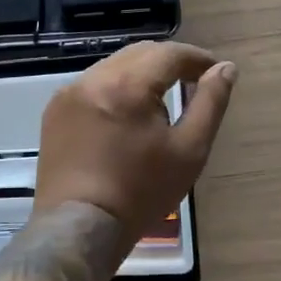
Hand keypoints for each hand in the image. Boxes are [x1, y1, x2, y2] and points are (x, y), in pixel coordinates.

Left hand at [34, 42, 236, 245]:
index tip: (213, 71)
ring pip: (115, 66)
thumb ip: (210, 103)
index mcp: (127, 85)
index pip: (168, 53)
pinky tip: (127, 113)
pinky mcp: (55, 109)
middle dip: (169, 62)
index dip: (196, 58)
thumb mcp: (189, 150)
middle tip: (193, 81)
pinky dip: (116, 88)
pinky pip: (93, 84)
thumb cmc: (141, 192)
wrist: (79, 227)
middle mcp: (94, 78)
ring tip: (162, 99)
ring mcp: (69, 92)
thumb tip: (225, 69)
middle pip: (140, 53)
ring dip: (142, 73)